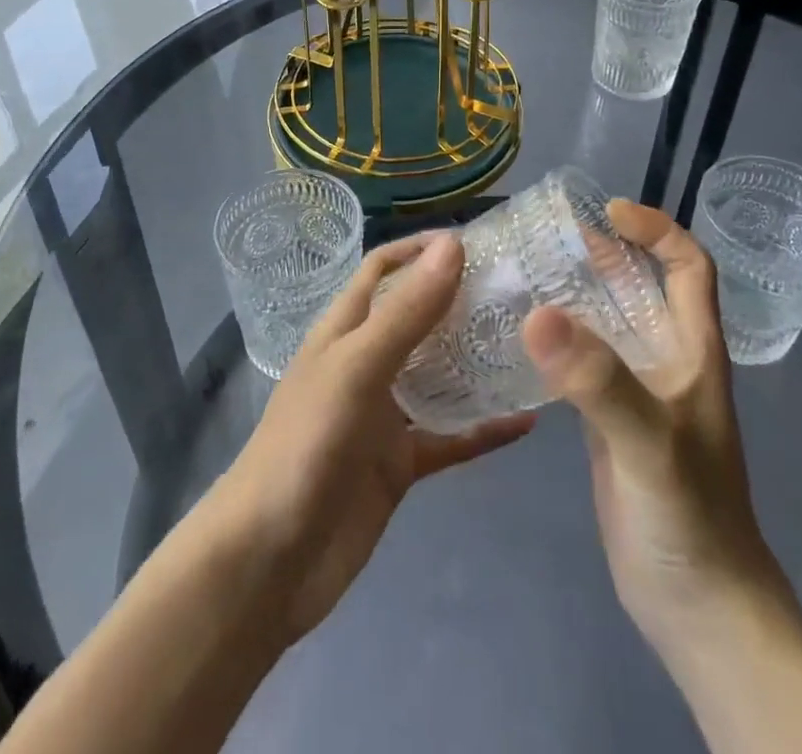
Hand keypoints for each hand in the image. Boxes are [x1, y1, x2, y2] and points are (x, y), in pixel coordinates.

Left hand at [208, 234, 534, 642]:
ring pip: (438, 376)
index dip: (421, 249)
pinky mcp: (400, 464)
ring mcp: (383, 415)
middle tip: (520, 291)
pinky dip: (484, 429)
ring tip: (531, 345)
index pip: (383, 269)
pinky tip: (527, 422)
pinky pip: (450, 438)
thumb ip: (407, 312)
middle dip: (460, 301)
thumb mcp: (358, 367)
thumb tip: (453, 244)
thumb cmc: (307, 444)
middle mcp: (366, 363)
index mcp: (345, 329)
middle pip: (417, 317)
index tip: (476, 241)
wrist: (270, 561)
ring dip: (476, 361)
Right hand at [522, 201, 770, 660]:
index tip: (608, 212)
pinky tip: (518, 334)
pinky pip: (583, 361)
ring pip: (608, 321)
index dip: (657, 230)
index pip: (689, 267)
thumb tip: (537, 311)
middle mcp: (666, 360)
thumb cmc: (690, 521)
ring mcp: (637, 392)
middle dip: (602, 252)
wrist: (699, 610)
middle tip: (545, 234)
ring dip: (574, 292)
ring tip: (522, 271)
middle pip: (641, 285)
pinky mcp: (610, 421)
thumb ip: (598, 381)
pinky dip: (557, 338)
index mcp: (692, 351)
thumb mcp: (649, 445)